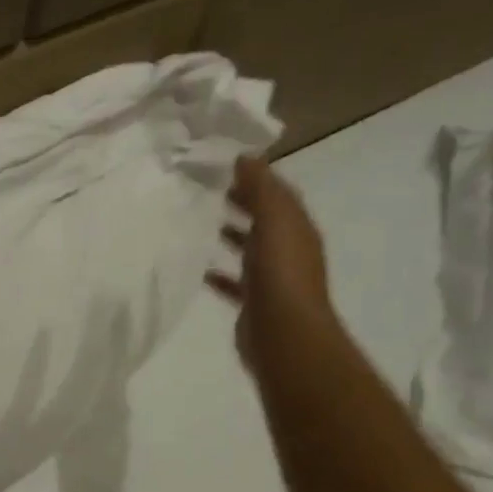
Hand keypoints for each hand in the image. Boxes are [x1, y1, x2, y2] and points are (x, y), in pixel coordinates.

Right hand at [206, 155, 337, 377]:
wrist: (284, 335)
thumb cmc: (280, 274)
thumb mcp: (274, 221)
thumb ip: (261, 189)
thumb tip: (245, 156)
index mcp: (296, 228)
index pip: (277, 193)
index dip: (254, 176)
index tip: (221, 162)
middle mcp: (287, 250)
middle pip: (262, 219)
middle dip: (239, 202)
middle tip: (203, 188)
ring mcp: (271, 278)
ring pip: (247, 248)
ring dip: (228, 234)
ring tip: (196, 222)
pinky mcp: (253, 302)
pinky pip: (233, 280)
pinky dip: (217, 272)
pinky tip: (197, 268)